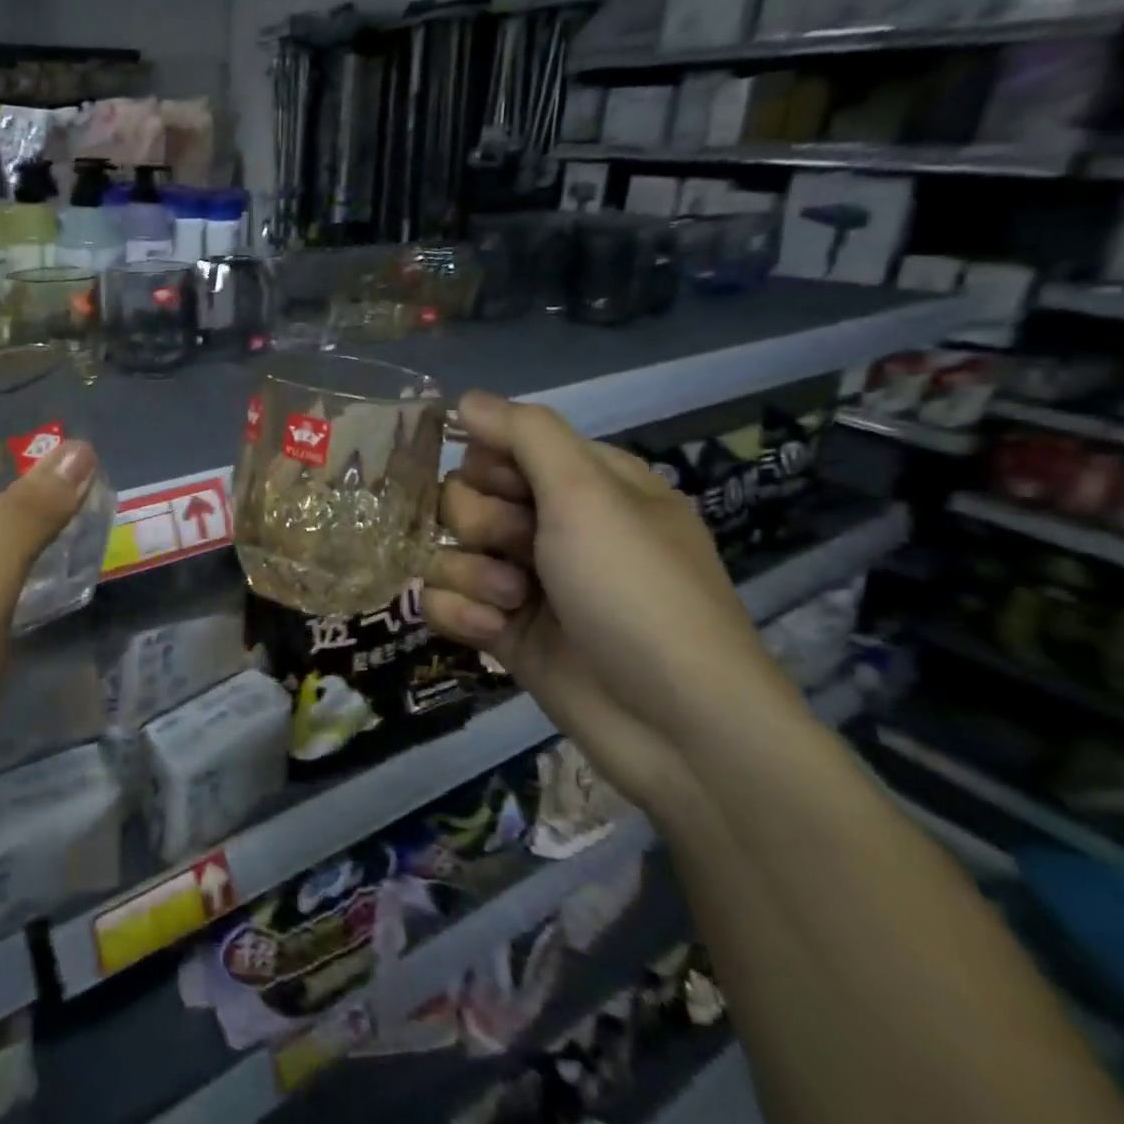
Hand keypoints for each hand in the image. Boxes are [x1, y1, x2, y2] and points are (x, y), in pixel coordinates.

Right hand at [423, 392, 802, 819]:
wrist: (676, 727)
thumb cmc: (637, 592)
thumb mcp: (589, 495)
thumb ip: (525, 435)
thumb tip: (466, 396)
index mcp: (584, 484)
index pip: (502, 447)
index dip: (489, 464)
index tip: (503, 485)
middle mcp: (553, 527)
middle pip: (466, 497)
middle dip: (479, 523)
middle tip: (517, 548)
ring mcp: (526, 581)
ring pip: (449, 549)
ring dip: (471, 573)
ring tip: (512, 604)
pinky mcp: (505, 632)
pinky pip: (447, 602)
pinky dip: (462, 615)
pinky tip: (493, 635)